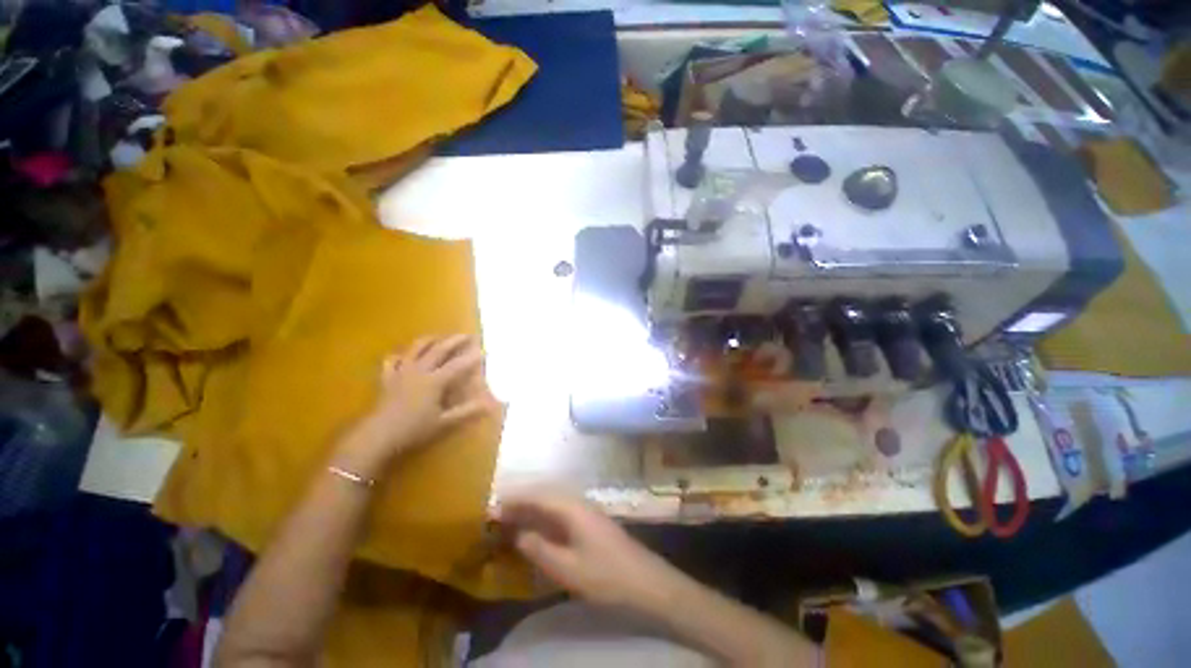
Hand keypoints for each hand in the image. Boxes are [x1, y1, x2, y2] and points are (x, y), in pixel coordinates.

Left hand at [335, 335, 492, 477]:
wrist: (377, 436)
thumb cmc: (414, 429)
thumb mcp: (444, 422)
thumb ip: (467, 411)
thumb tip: (490, 405)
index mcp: (435, 381)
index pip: (458, 365)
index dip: (472, 358)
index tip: (484, 351)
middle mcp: (419, 371)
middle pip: (439, 350)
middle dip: (454, 341)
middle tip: (466, 335)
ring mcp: (401, 372)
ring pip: (415, 350)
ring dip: (428, 341)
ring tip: (438, 337)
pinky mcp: (387, 379)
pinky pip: (391, 361)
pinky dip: (399, 356)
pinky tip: (402, 356)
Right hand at [497, 488, 682, 610]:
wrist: (645, 581)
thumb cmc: (605, 575)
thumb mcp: (567, 568)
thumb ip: (539, 549)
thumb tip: (517, 534)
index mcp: (572, 508)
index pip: (538, 495)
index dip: (515, 499)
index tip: (493, 505)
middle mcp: (578, 503)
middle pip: (545, 495)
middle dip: (521, 501)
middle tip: (498, 513)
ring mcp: (587, 511)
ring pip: (553, 503)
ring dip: (533, 508)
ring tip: (512, 519)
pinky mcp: (591, 522)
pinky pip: (561, 512)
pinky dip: (545, 517)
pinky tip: (538, 529)